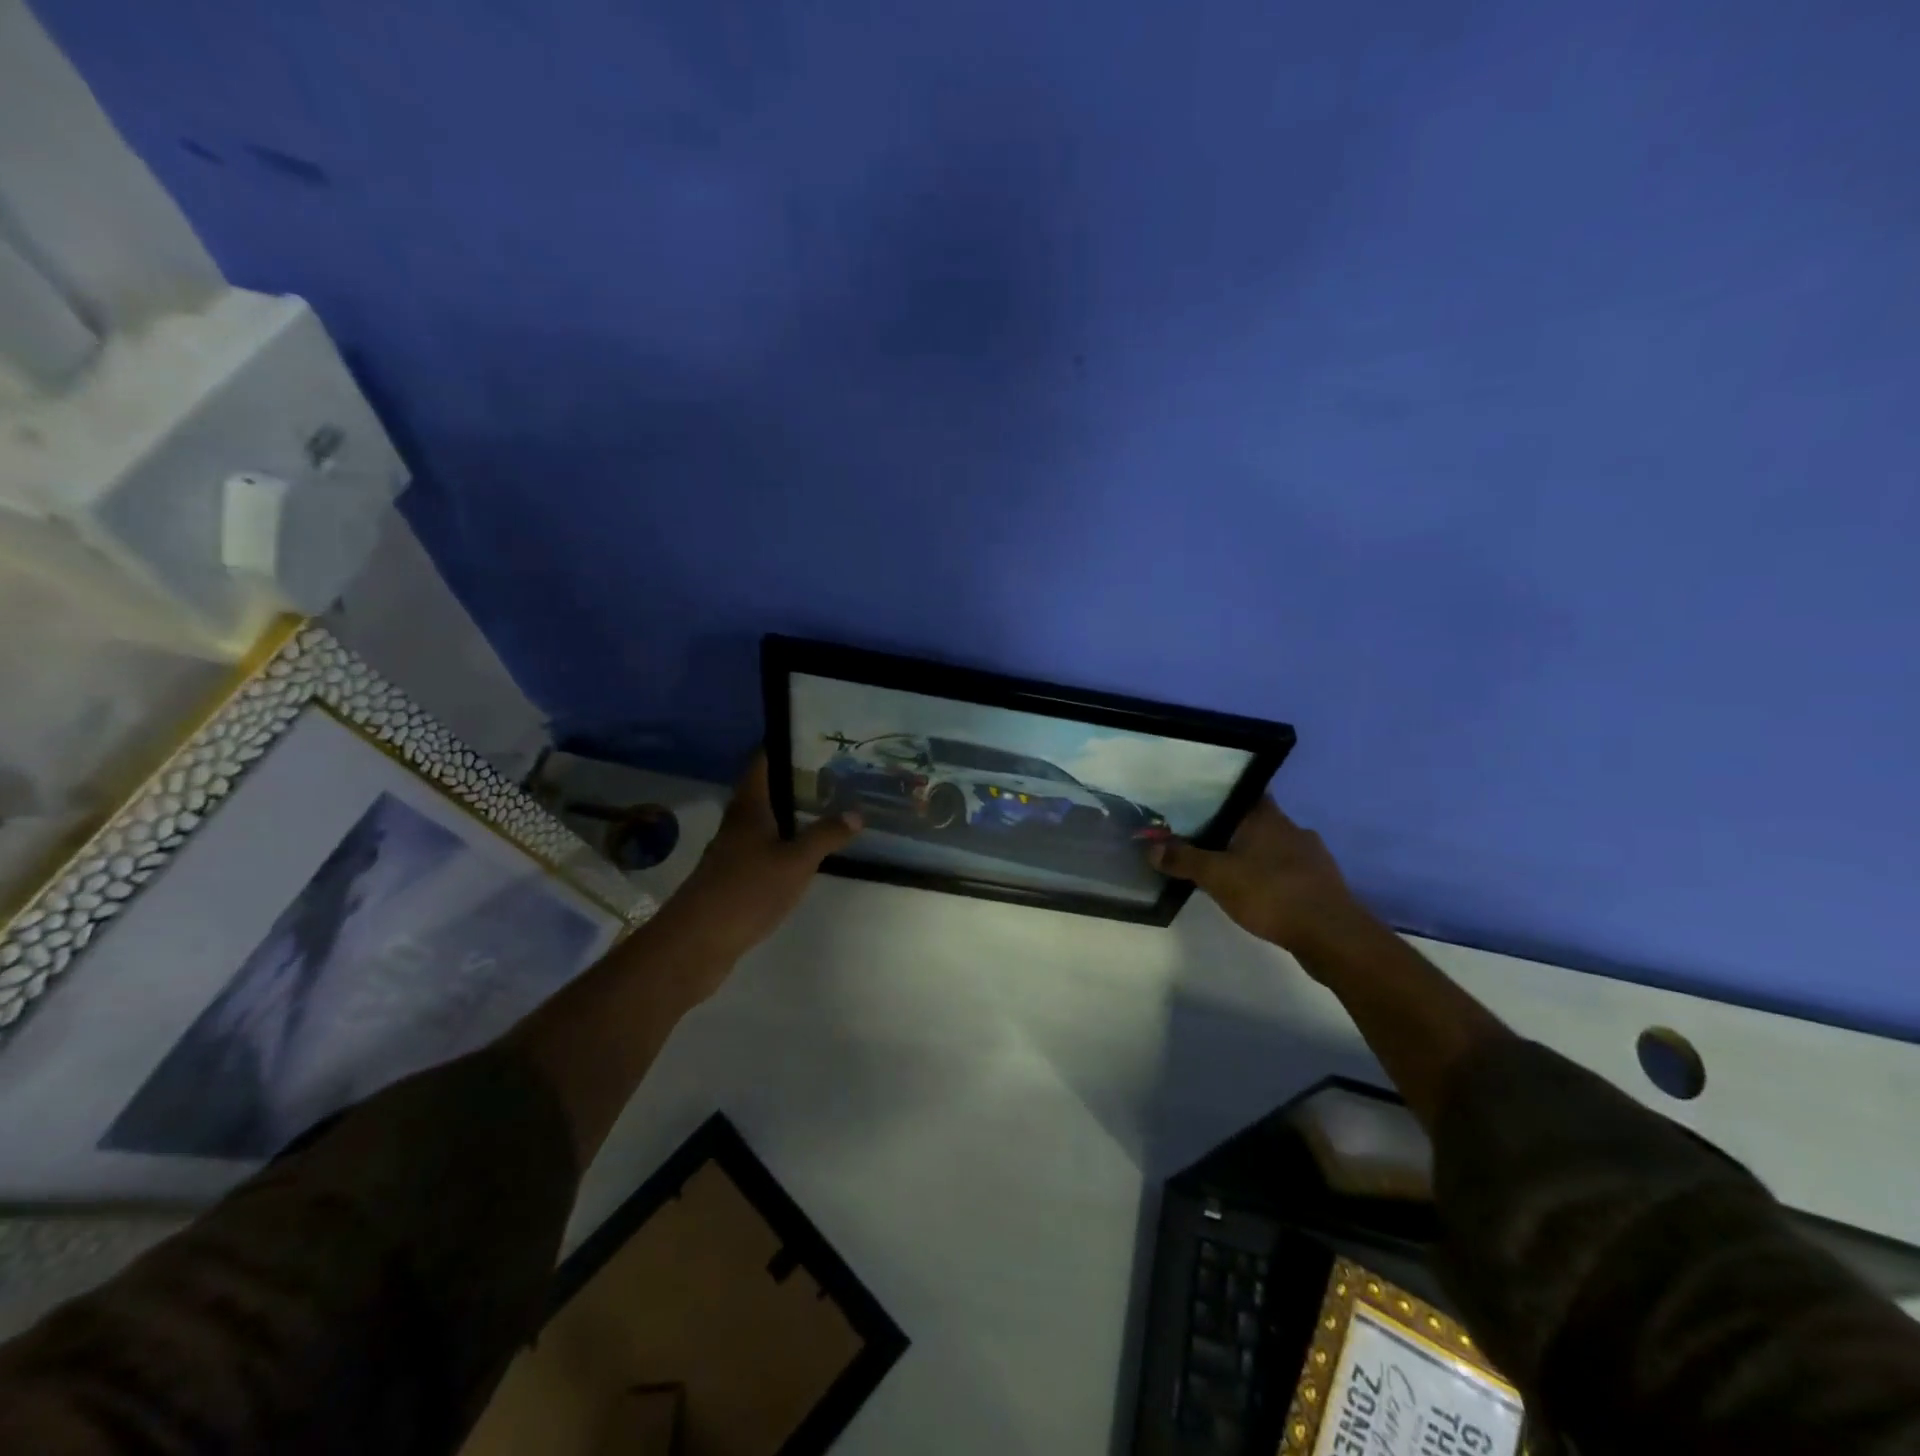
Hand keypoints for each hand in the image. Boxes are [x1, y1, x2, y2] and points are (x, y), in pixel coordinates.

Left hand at [648, 751, 860, 978]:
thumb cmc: (747, 889)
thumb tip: (856, 812)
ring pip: (765, 820)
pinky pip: (764, 847)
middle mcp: (737, 822)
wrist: (699, 940)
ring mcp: (732, 850)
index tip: (813, 738)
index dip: (784, 746)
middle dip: (796, 780)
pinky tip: (805, 850)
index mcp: (749, 807)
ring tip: (827, 807)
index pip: (763, 762)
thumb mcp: (796, 861)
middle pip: (765, 790)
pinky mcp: (733, 876)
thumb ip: (826, 835)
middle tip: (833, 773)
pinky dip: (785, 841)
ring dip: (791, 812)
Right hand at [1153, 797, 1372, 958]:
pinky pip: (1289, 871)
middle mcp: (1292, 828)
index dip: (1221, 796)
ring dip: (1255, 855)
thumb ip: (1183, 859)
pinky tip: (1259, 894)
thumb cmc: (1270, 892)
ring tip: (1228, 871)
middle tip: (1204, 840)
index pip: (1243, 792)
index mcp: (1267, 817)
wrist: (1331, 935)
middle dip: (1233, 830)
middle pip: (1257, 820)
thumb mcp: (1216, 876)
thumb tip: (1150, 846)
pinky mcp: (1322, 883)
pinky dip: (1272, 877)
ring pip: (1274, 846)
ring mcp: (1312, 856)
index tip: (1199, 804)